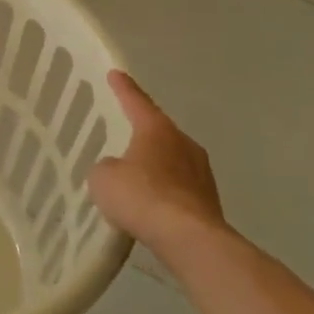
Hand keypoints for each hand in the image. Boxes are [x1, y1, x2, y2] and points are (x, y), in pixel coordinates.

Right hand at [88, 71, 228, 248]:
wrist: (189, 239)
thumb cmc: (141, 196)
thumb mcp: (104, 178)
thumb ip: (106, 167)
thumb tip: (117, 171)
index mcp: (157, 129)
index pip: (136, 101)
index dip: (123, 88)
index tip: (115, 74)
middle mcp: (183, 143)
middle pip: (159, 131)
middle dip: (142, 132)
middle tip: (124, 132)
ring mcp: (201, 173)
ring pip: (172, 160)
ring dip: (155, 165)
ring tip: (135, 176)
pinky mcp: (208, 201)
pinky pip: (179, 188)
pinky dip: (165, 192)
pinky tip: (151, 206)